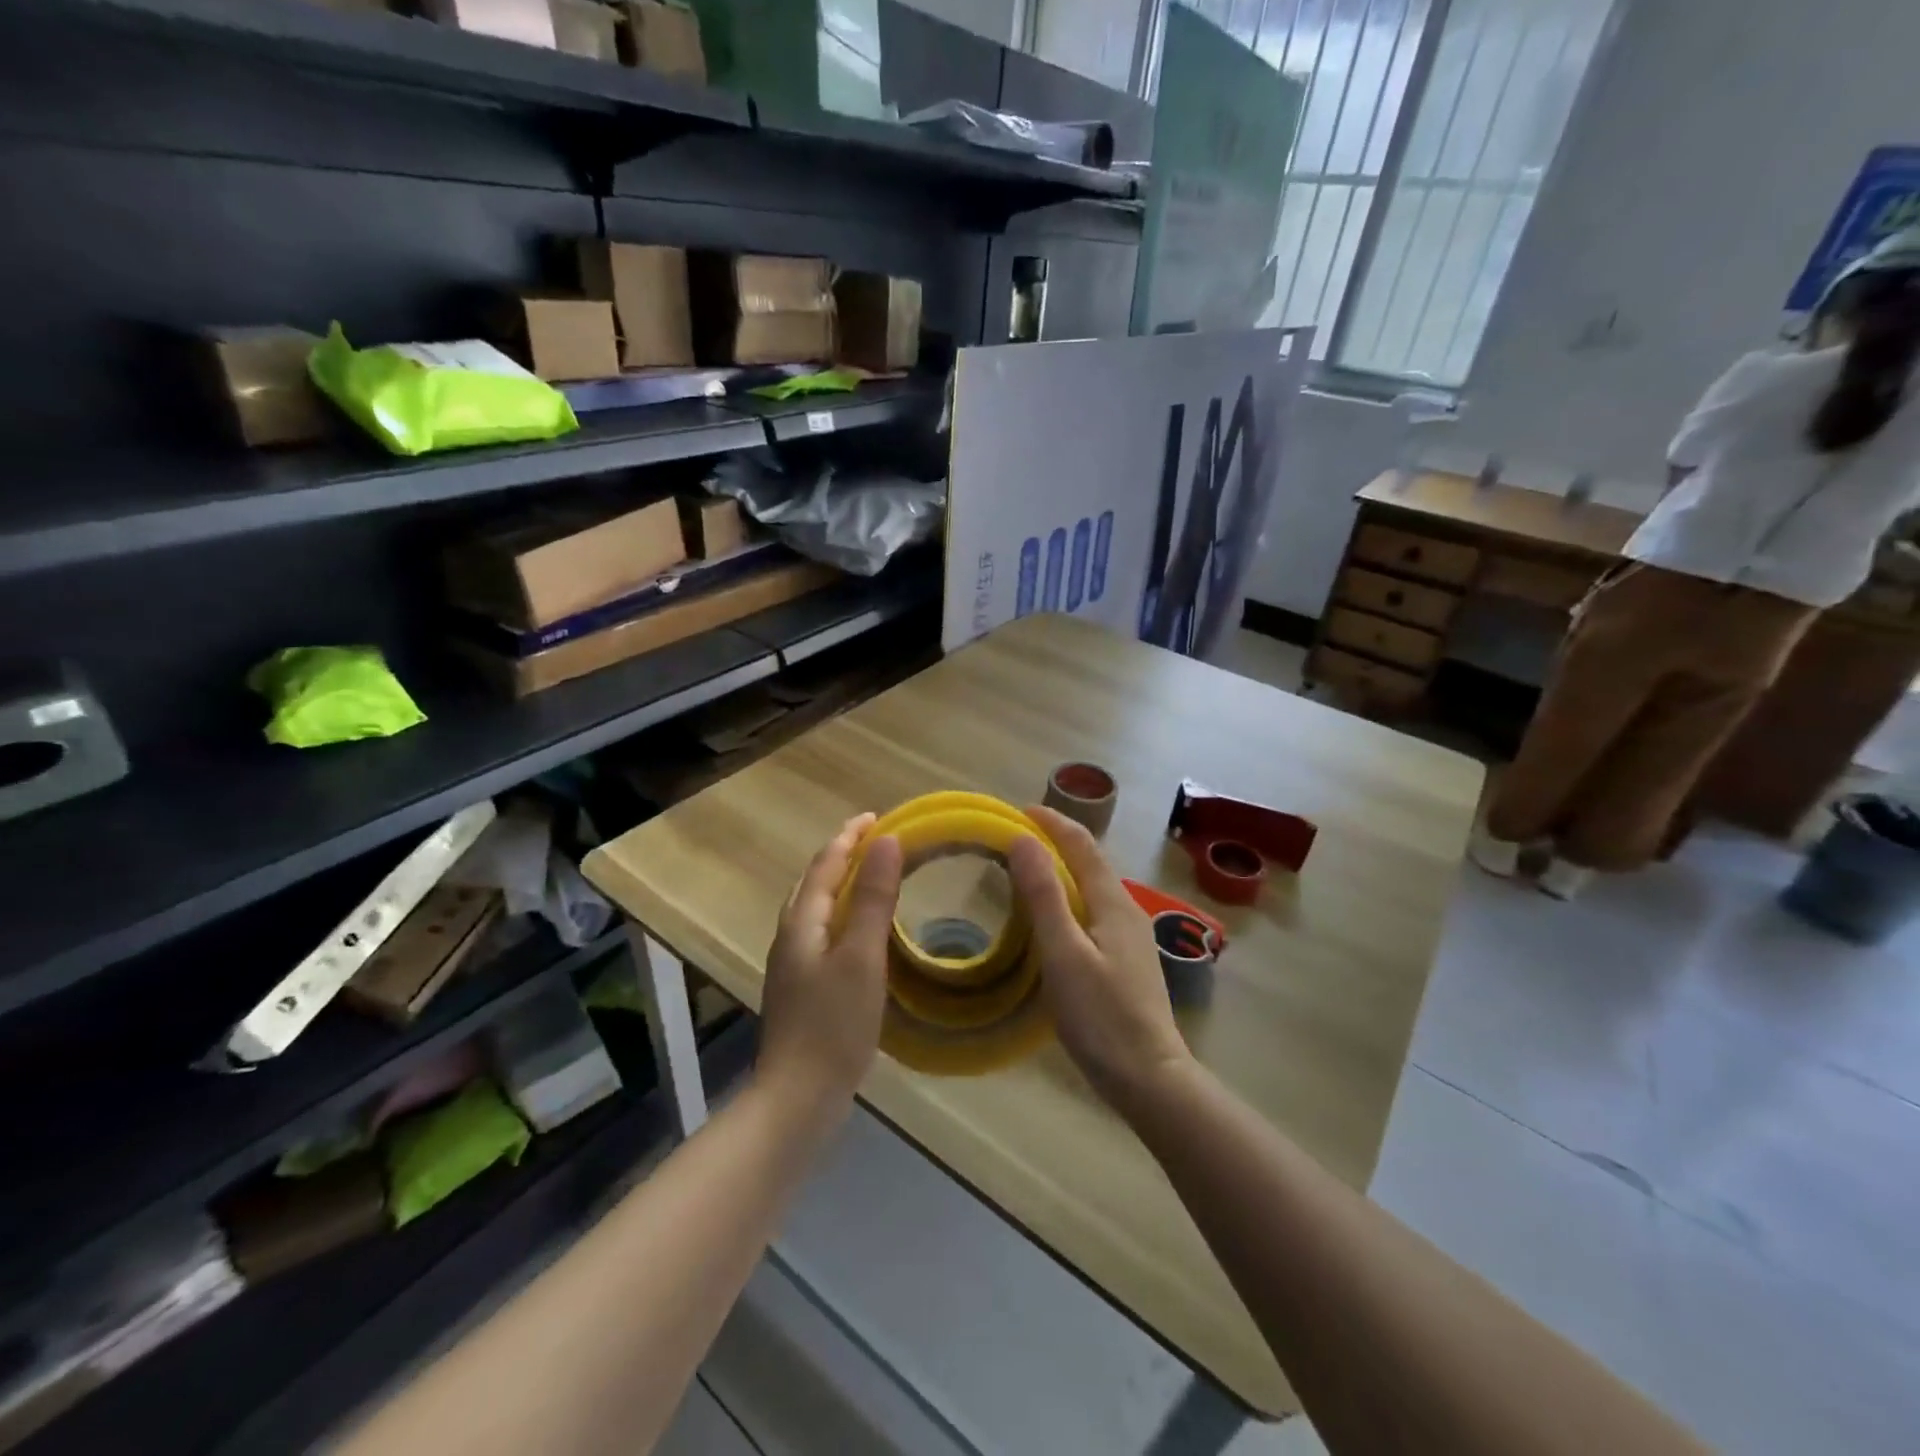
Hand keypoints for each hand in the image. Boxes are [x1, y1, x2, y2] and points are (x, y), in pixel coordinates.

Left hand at [757, 814, 903, 1114]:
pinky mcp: (803, 986)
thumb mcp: (862, 956)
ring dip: (843, 883)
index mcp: (802, 921)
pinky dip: (844, 913)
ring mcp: (793, 963)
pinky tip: (862, 931)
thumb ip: (875, 898)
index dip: (850, 836)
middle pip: (815, 881)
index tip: (877, 817)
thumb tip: (888, 841)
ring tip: (873, 877)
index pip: (826, 863)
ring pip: (818, 907)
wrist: (798, 1096)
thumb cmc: (833, 1023)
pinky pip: (823, 930)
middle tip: (878, 841)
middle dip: (843, 855)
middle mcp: (791, 935)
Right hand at [1007, 807, 1191, 1120]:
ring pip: (1092, 887)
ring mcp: (1129, 937)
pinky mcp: (1125, 960)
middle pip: (1090, 861)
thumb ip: (1044, 896)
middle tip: (1015, 837)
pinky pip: (1092, 911)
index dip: (1052, 822)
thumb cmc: (1102, 1016)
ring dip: (1061, 870)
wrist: (1149, 1077)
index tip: (1018, 810)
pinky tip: (1051, 918)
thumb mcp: (1063, 953)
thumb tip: (1023, 840)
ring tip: (1026, 869)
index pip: (1082, 844)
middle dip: (1056, 841)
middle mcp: (1126, 910)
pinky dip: (1067, 898)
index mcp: (1113, 902)